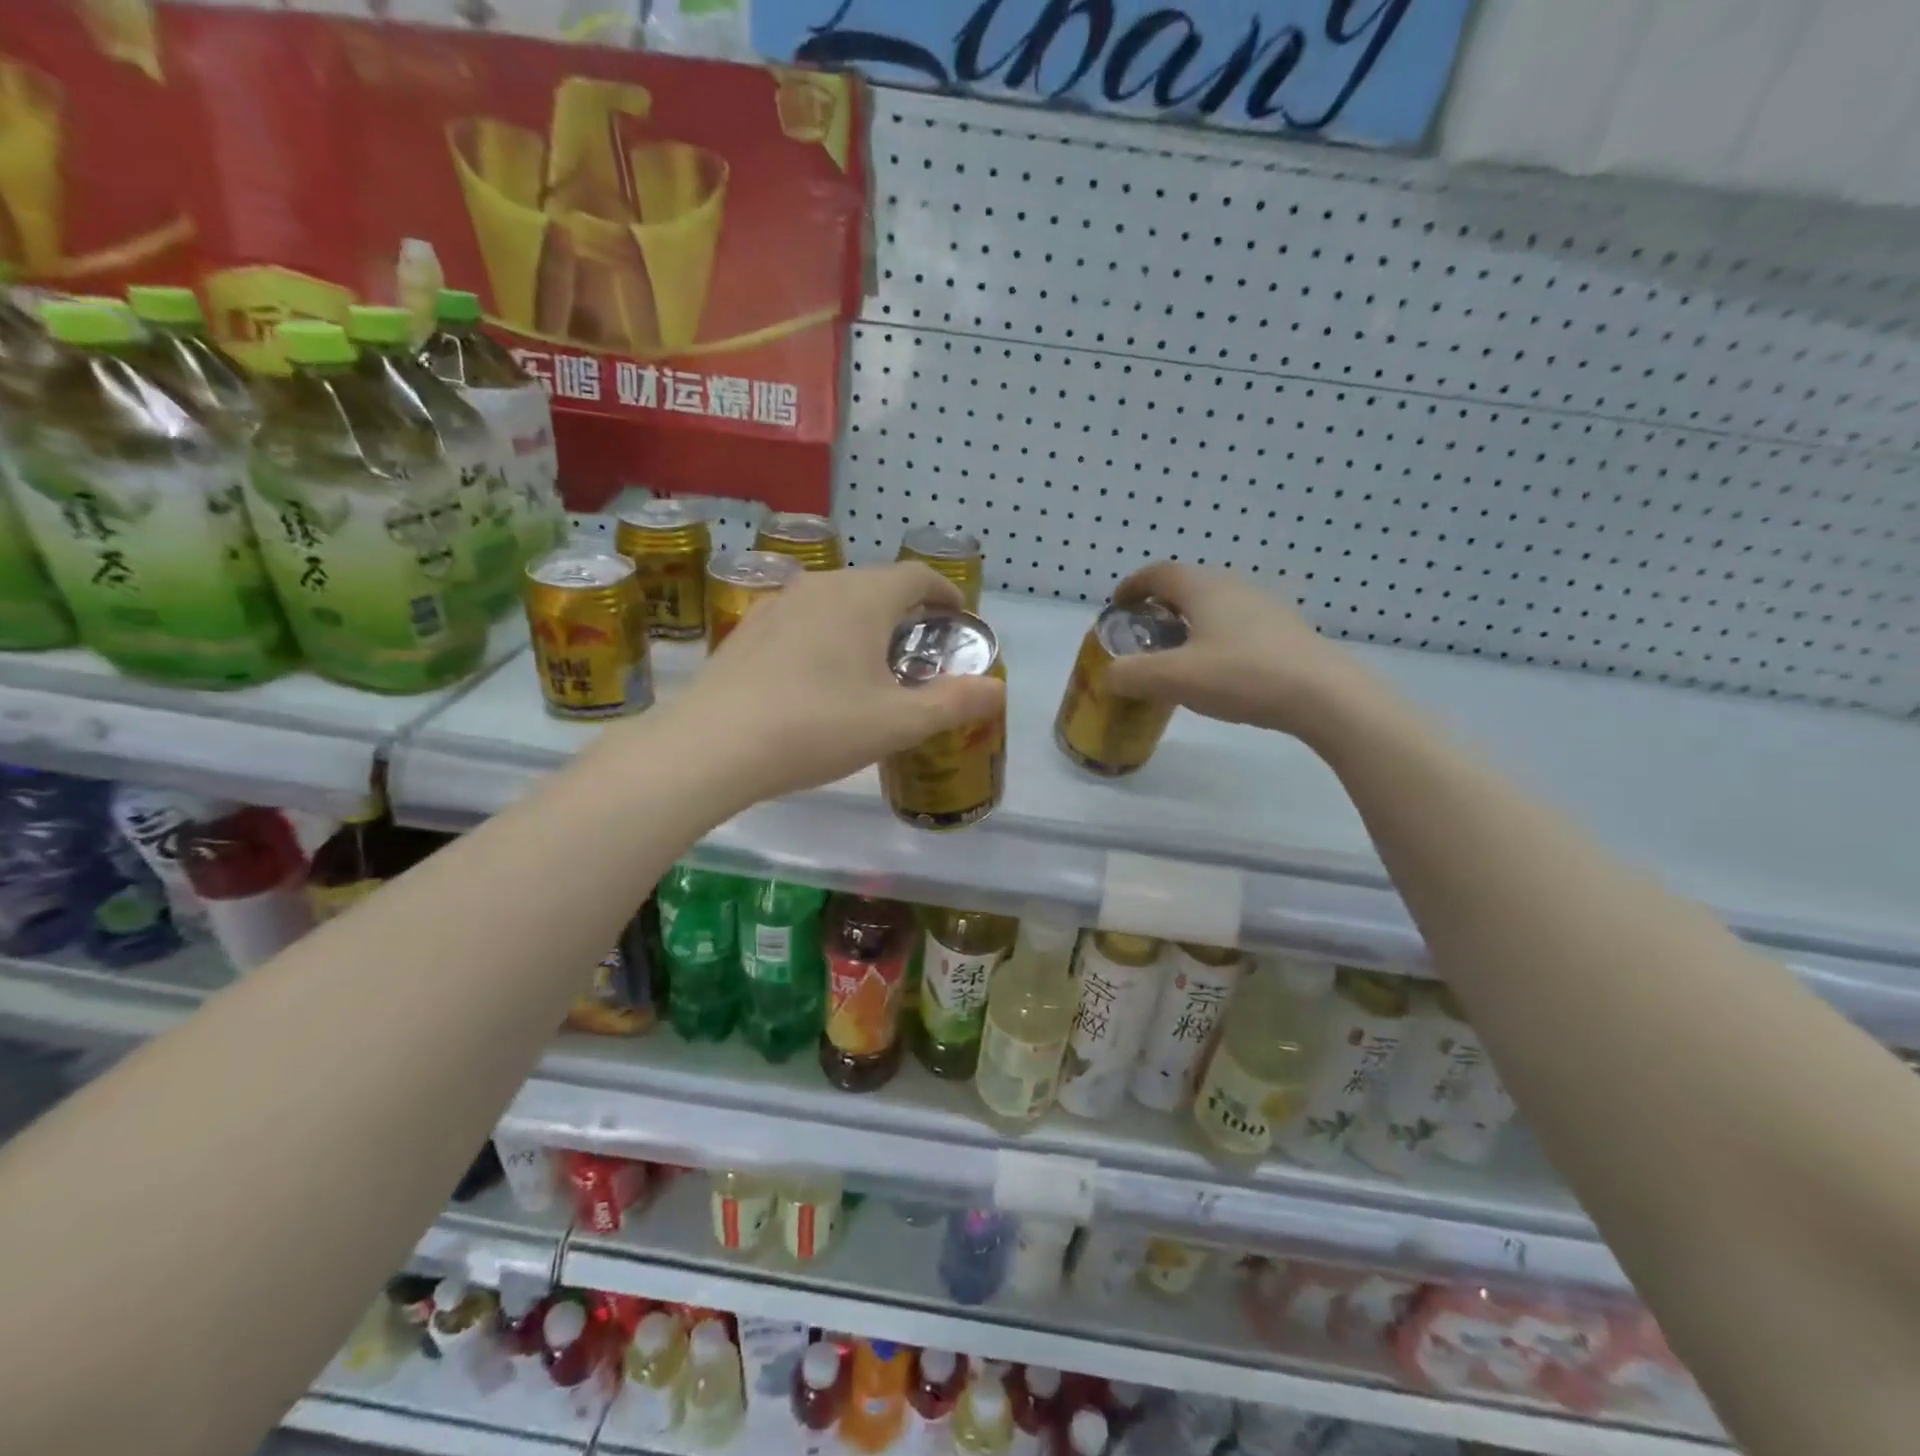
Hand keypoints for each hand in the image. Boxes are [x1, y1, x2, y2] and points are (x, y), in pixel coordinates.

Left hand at [641, 563, 1004, 807]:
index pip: (917, 576)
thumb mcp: (897, 723)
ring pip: (837, 601)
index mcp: (863, 598)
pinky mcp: (748, 630)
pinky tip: (818, 677)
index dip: (944, 592)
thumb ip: (953, 703)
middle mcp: (821, 586)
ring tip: (871, 663)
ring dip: (864, 622)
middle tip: (920, 650)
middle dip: (906, 611)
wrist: (713, 746)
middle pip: (877, 585)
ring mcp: (778, 604)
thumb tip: (997, 690)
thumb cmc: (817, 727)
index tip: (958, 616)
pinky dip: (826, 635)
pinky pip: (803, 620)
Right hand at [1101, 562, 1363, 736]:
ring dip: (1189, 622)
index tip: (1117, 606)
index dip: (1132, 586)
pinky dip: (1215, 636)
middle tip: (1144, 634)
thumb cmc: (1242, 675)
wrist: (1323, 694)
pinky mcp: (1285, 630)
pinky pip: (1237, 624)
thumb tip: (1109, 675)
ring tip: (1179, 654)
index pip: (1158, 573)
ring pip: (1215, 605)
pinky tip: (1219, 669)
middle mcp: (1234, 586)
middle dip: (1159, 605)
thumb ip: (1133, 675)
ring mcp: (1265, 606)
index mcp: (1203, 588)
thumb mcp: (1175, 679)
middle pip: (1187, 586)